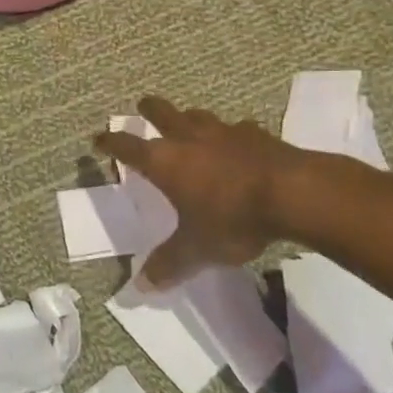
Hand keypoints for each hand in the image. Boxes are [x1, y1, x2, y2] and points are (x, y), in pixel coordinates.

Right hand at [94, 96, 297, 288]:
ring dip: (189, 119)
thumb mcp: (196, 249)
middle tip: (143, 105)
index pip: (128, 147)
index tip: (99, 138)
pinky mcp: (257, 134)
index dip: (111, 142)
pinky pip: (237, 129)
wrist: (293, 194)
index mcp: (165, 162)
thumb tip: (140, 288)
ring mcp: (225, 132)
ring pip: (198, 116)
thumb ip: (169, 264)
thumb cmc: (232, 218)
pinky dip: (231, 135)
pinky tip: (238, 143)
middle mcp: (189, 139)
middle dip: (149, 109)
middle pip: (162, 113)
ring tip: (188, 123)